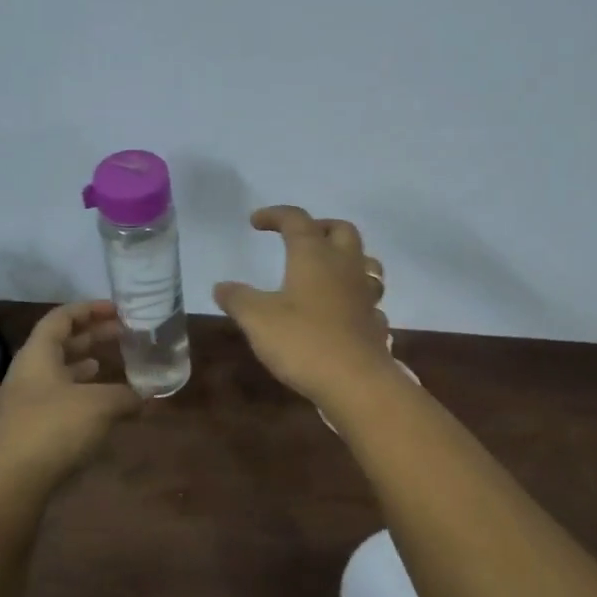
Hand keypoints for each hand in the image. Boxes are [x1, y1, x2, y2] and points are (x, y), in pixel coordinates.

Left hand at [0, 301, 142, 486]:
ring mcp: (26, 402)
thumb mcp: (100, 405)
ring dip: (84, 365)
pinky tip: (99, 406)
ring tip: (108, 364)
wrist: (12, 482)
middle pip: (59, 344)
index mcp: (37, 355)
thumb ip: (126, 395)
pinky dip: (81, 394)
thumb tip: (148, 396)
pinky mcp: (30, 429)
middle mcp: (28, 373)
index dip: (89, 310)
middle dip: (92, 336)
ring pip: (58, 373)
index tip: (117, 310)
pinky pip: (59, 399)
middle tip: (123, 334)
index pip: (61, 318)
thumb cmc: (54, 428)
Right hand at [214, 206, 392, 403]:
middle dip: (319, 227)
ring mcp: (365, 294)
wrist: (356, 382)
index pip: (296, 220)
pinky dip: (354, 296)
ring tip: (326, 270)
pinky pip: (368, 299)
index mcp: (314, 256)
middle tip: (298, 239)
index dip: (276, 215)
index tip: (256, 222)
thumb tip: (222, 286)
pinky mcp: (374, 321)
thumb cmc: (303, 341)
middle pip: (341, 230)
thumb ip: (238, 299)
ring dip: (346, 257)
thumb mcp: (258, 319)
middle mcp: (345, 266)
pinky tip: (342, 310)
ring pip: (365, 261)